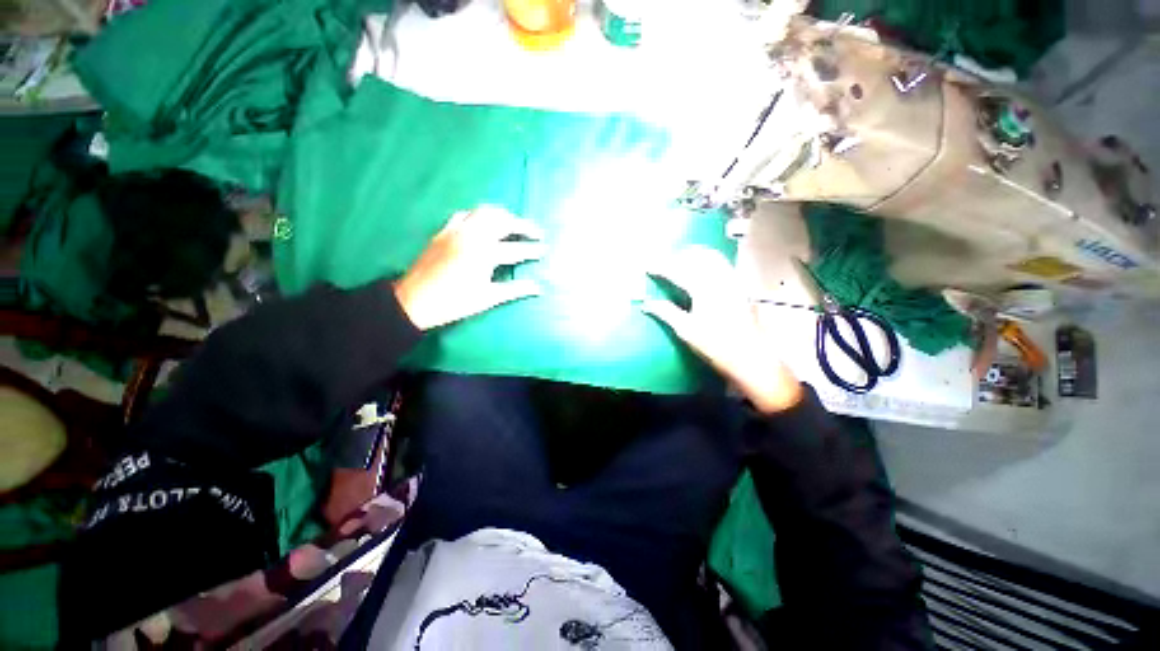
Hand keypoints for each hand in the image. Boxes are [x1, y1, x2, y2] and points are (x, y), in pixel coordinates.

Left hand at [394, 206, 545, 329]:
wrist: (414, 301)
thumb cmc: (454, 303)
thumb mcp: (488, 298)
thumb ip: (515, 290)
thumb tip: (539, 288)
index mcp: (484, 254)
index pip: (516, 250)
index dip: (533, 250)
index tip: (546, 249)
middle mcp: (472, 236)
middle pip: (503, 222)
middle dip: (523, 225)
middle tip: (536, 232)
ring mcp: (456, 230)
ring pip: (484, 212)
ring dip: (503, 215)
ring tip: (514, 223)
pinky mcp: (444, 231)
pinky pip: (465, 214)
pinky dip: (479, 215)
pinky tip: (483, 222)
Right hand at [642, 246, 803, 413]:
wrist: (751, 358)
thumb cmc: (716, 346)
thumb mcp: (686, 330)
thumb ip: (666, 312)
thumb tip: (646, 303)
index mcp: (704, 289)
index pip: (678, 271)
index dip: (661, 267)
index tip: (647, 267)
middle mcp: (720, 279)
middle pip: (697, 257)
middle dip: (678, 256)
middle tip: (663, 261)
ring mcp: (734, 281)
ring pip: (713, 257)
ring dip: (695, 255)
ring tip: (681, 259)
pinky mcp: (741, 287)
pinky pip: (724, 264)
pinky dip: (709, 260)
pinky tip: (703, 269)